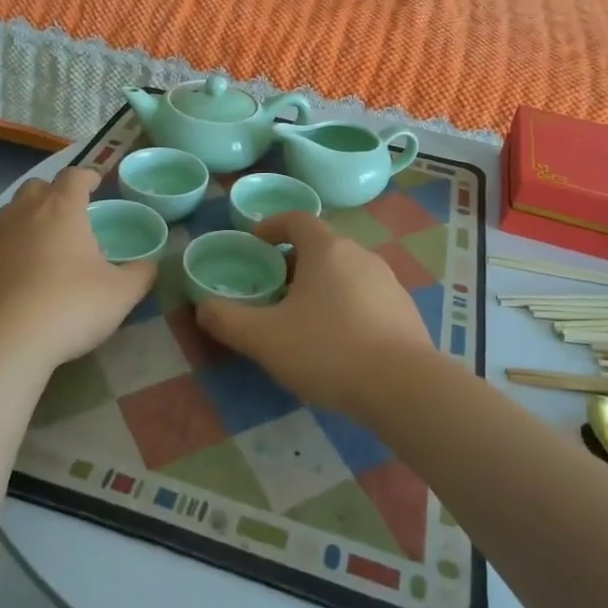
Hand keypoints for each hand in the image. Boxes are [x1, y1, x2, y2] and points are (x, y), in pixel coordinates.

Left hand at [0, 168, 156, 372]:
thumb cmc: (68, 307)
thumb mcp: (120, 295)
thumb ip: (140, 274)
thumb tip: (150, 265)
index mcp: (61, 209)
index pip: (74, 177)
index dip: (87, 177)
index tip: (96, 183)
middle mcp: (23, 213)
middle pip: (37, 187)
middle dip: (54, 193)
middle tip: (71, 213)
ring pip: (11, 213)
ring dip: (29, 219)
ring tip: (46, 243)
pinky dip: (11, 249)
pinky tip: (21, 275)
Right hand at [195, 211, 434, 419]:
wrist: (404, 388)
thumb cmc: (327, 350)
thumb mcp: (264, 338)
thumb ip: (227, 320)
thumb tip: (203, 308)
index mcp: (327, 250)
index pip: (296, 219)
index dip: (272, 226)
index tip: (254, 244)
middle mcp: (361, 255)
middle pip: (321, 247)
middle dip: (293, 263)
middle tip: (272, 291)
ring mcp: (388, 282)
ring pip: (345, 273)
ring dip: (320, 287)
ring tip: (302, 320)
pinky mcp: (405, 311)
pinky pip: (366, 298)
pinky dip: (345, 307)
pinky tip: (338, 343)